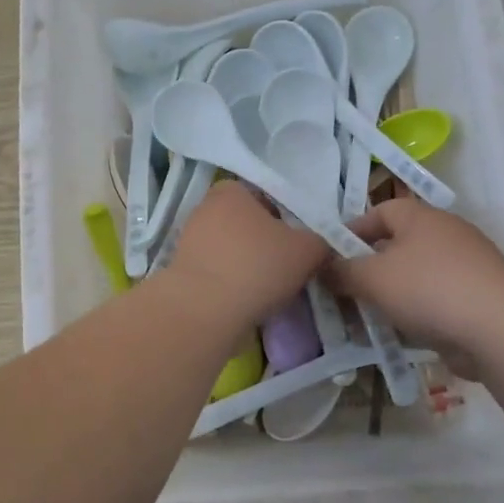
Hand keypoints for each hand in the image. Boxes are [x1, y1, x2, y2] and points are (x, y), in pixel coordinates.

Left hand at [161, 182, 328, 326]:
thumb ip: (322, 239)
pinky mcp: (181, 272)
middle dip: (265, 243)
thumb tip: (323, 242)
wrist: (204, 312)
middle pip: (247, 224)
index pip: (266, 197)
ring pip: (231, 250)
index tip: (296, 244)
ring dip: (248, 266)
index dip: (286, 219)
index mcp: (231, 190)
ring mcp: (188, 241)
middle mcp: (204, 208)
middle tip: (287, 267)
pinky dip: (230, 284)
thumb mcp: (308, 249)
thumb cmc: (257, 267)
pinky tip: (244, 301)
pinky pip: (216, 273)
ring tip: (267, 289)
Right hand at [325, 198, 503, 375]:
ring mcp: (464, 267)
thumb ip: (342, 271)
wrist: (501, 330)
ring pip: (413, 277)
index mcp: (420, 217)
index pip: (378, 212)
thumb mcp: (372, 278)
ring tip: (362, 320)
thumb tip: (323, 267)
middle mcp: (444, 234)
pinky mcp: (475, 299)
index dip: (350, 232)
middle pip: (395, 246)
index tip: (328, 257)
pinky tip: (396, 335)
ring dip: (387, 296)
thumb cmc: (429, 289)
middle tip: (341, 293)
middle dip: (367, 269)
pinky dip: (412, 314)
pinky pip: (432, 301)